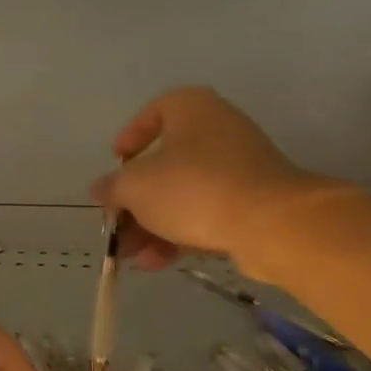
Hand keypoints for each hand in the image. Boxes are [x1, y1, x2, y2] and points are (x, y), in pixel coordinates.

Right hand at [89, 86, 325, 270]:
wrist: (270, 223)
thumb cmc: (194, 188)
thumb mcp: (137, 186)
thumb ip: (113, 187)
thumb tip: (100, 189)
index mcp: (191, 108)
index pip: (154, 112)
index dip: (131, 137)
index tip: (116, 163)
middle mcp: (217, 130)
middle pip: (164, 163)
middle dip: (136, 200)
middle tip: (117, 224)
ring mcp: (238, 167)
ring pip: (183, 194)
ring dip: (152, 225)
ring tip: (132, 256)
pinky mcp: (251, 202)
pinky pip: (205, 213)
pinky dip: (180, 233)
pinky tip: (158, 262)